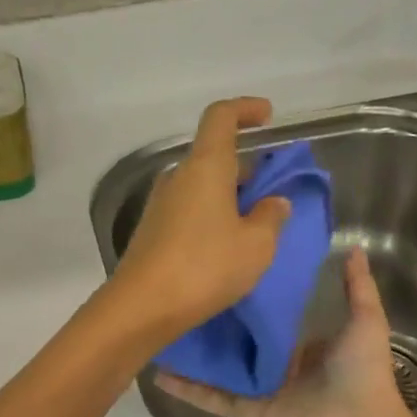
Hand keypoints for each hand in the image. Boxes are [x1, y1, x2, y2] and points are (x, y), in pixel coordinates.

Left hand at [108, 98, 291, 345]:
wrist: (142, 306)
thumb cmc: (205, 267)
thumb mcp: (256, 245)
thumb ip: (271, 217)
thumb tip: (274, 203)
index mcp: (205, 167)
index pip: (221, 117)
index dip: (245, 109)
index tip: (267, 116)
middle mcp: (178, 177)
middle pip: (213, 155)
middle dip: (245, 166)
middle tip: (272, 191)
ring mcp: (160, 204)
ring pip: (201, 185)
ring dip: (228, 194)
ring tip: (254, 224)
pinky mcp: (151, 230)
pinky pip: (188, 208)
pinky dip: (211, 214)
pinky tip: (226, 244)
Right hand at [157, 248, 409, 416]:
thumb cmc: (362, 373)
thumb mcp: (366, 321)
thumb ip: (357, 287)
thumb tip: (352, 247)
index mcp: (302, 345)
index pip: (268, 316)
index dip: (247, 296)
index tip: (222, 270)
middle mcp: (276, 365)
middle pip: (238, 341)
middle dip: (213, 322)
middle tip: (181, 292)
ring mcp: (258, 390)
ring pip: (218, 367)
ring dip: (192, 353)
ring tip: (160, 329)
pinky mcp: (245, 411)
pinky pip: (211, 397)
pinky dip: (186, 389)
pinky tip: (157, 373)